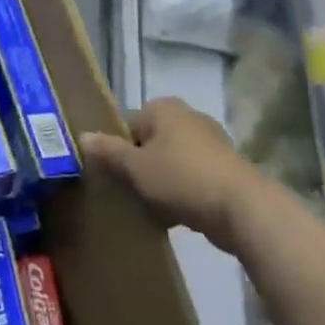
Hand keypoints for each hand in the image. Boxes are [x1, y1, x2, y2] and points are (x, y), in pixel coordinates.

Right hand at [79, 97, 259, 246]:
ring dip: (158, 182)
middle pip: (149, 142)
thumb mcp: (134, 166)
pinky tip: (173, 215)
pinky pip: (191, 178)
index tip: (111, 174)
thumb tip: (82, 136)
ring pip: (170, 162)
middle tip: (126, 191)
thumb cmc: (180, 178)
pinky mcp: (226, 169)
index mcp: (164, 108)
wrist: (241, 208)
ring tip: (148, 207)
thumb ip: (108, 151)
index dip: (115, 149)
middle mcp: (188, 117)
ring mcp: (211, 143)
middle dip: (137, 166)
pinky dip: (180, 192)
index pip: (126, 124)